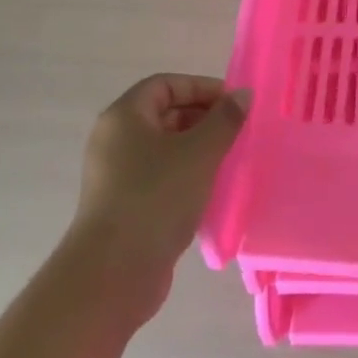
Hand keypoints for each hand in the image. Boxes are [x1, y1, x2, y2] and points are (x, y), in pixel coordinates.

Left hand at [70, 75, 248, 317]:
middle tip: (238, 132)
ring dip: (198, 150)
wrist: (114, 272)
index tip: (234, 104)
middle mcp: (115, 140)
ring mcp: (116, 175)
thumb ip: (225, 120)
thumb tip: (243, 94)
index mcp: (124, 116)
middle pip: (164, 114)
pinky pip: (160, 177)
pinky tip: (212, 191)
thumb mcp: (199, 152)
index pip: (165, 85)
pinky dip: (186, 176)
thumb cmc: (156, 197)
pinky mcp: (124, 206)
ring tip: (231, 161)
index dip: (201, 88)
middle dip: (203, 119)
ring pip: (164, 149)